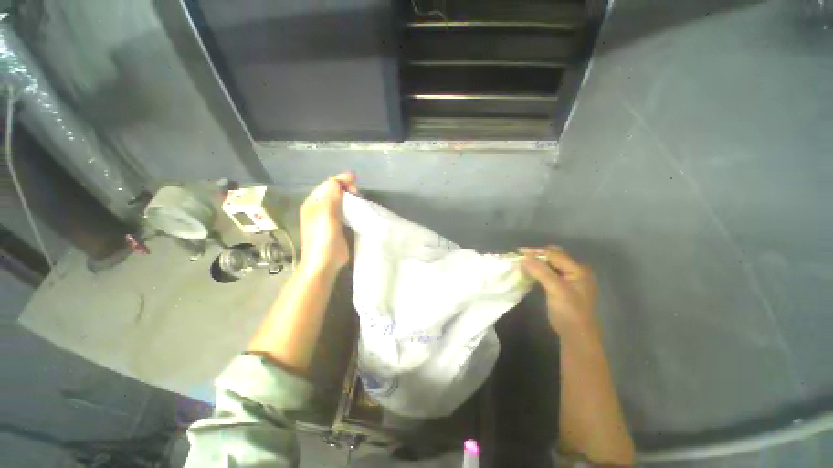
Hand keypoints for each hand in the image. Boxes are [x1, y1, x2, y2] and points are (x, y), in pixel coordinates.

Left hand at [299, 173, 357, 274]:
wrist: (324, 263)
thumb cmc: (323, 238)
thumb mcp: (326, 214)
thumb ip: (331, 195)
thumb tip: (338, 179)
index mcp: (313, 203)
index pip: (327, 185)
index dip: (341, 180)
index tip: (355, 180)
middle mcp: (319, 208)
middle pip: (334, 191)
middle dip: (346, 188)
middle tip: (358, 193)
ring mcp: (328, 218)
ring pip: (340, 201)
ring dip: (350, 198)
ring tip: (360, 199)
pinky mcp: (337, 226)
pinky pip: (344, 211)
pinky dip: (351, 207)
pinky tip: (358, 209)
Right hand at [520, 246, 598, 333]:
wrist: (576, 334)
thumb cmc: (569, 311)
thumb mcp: (556, 289)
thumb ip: (541, 271)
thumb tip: (524, 257)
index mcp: (579, 269)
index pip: (555, 254)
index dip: (536, 252)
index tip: (518, 252)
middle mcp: (576, 271)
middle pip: (554, 256)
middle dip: (537, 254)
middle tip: (521, 256)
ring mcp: (571, 279)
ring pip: (551, 264)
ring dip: (537, 262)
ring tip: (523, 262)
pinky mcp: (564, 286)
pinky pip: (550, 272)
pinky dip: (539, 270)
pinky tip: (530, 271)